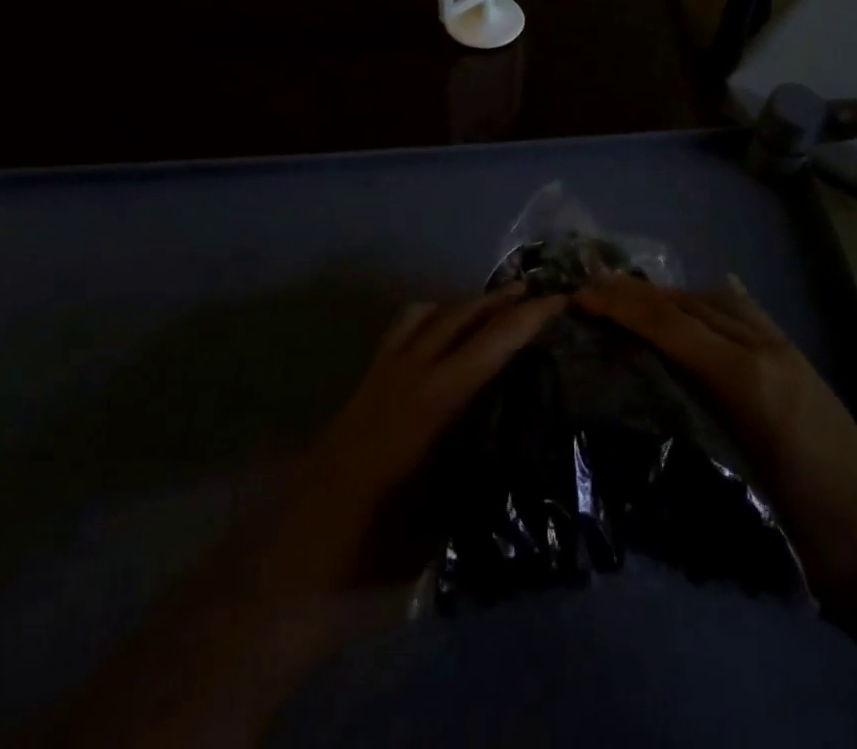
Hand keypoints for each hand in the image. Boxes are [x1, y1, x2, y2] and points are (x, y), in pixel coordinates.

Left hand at [260, 283, 566, 593]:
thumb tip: (513, 433)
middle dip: (501, 300)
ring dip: (465, 305)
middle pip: (462, 316)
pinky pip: (401, 331)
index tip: (561, 301)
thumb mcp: (447, 512)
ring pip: (429, 314)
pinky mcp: (362, 385)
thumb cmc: (379, 548)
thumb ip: (480, 460)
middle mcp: (409, 373)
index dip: (530, 318)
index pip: (494, 343)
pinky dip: (429, 319)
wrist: (295, 564)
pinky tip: (439, 335)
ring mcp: (381, 374)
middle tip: (535, 293)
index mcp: (436, 402)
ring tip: (492, 306)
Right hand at [573, 273, 856, 600]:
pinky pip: (745, 313)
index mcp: (747, 379)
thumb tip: (628, 401)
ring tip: (632, 306)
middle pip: (690, 303)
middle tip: (593, 296)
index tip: (579, 298)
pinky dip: (710, 303)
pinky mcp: (798, 362)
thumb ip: (686, 433)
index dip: (622, 305)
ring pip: (717, 301)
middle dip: (637, 294)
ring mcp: (786, 351)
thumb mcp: (736, 494)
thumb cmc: (811, 540)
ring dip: (671, 297)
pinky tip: (696, 307)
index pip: (672, 324)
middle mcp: (765, 349)